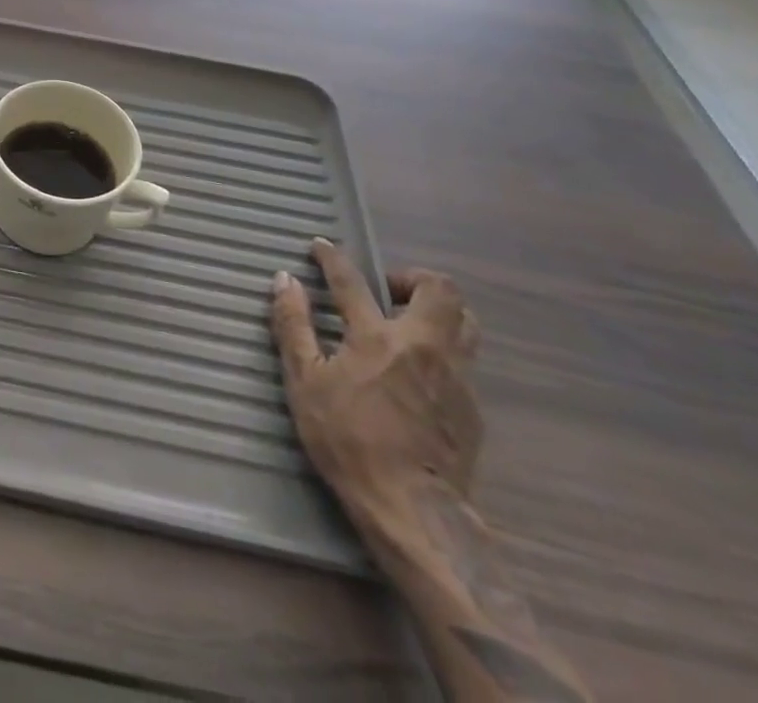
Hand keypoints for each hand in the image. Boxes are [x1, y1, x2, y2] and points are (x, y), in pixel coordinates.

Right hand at [269, 239, 482, 520]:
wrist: (413, 511)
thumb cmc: (348, 441)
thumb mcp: (304, 382)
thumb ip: (294, 325)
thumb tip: (284, 280)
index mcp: (378, 337)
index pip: (352, 281)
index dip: (332, 257)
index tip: (320, 245)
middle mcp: (424, 346)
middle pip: (439, 289)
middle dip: (411, 276)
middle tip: (383, 289)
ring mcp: (456, 376)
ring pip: (465, 321)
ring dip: (438, 309)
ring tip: (408, 321)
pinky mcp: (472, 407)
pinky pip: (465, 359)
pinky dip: (442, 348)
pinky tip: (418, 372)